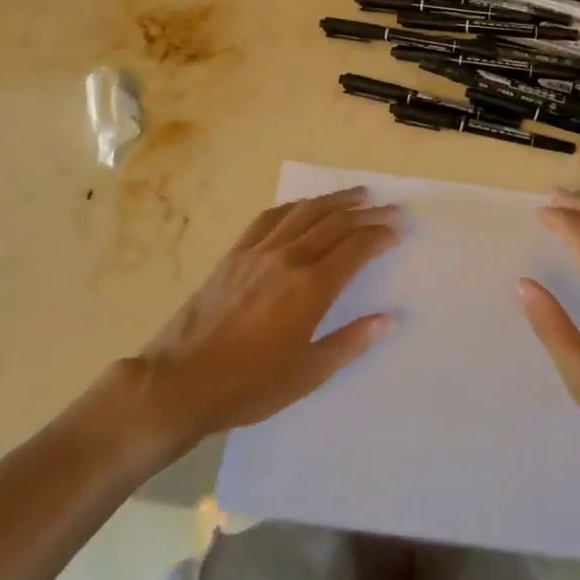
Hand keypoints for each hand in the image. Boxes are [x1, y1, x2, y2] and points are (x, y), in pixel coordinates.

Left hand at [122, 188, 399, 457]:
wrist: (182, 381)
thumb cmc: (250, 385)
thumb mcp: (308, 374)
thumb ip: (350, 342)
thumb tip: (389, 319)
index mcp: (311, 287)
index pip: (355, 248)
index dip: (380, 234)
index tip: (398, 228)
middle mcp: (289, 258)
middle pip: (335, 223)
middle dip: (366, 213)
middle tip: (389, 208)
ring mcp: (260, 251)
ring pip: (305, 212)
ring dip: (335, 200)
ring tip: (357, 194)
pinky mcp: (236, 253)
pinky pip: (270, 217)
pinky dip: (294, 206)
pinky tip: (304, 205)